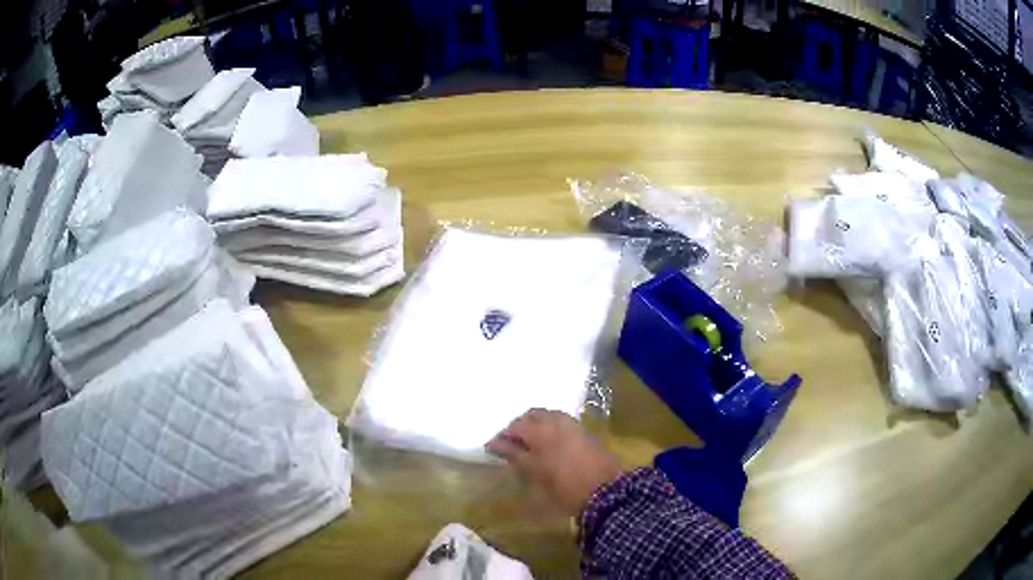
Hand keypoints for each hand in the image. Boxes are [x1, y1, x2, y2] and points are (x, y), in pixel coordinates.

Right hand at [486, 409, 625, 514]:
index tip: (493, 449)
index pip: (514, 425)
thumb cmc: (563, 484)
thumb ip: (513, 454)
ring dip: (536, 426)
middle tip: (512, 445)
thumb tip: (494, 443)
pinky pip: (560, 423)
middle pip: (532, 415)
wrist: (605, 490)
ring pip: (548, 416)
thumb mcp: (533, 472)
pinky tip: (548, 445)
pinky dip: (549, 428)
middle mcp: (556, 420)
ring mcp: (572, 424)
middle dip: (519, 426)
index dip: (502, 436)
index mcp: (540, 429)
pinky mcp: (584, 432)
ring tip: (530, 445)